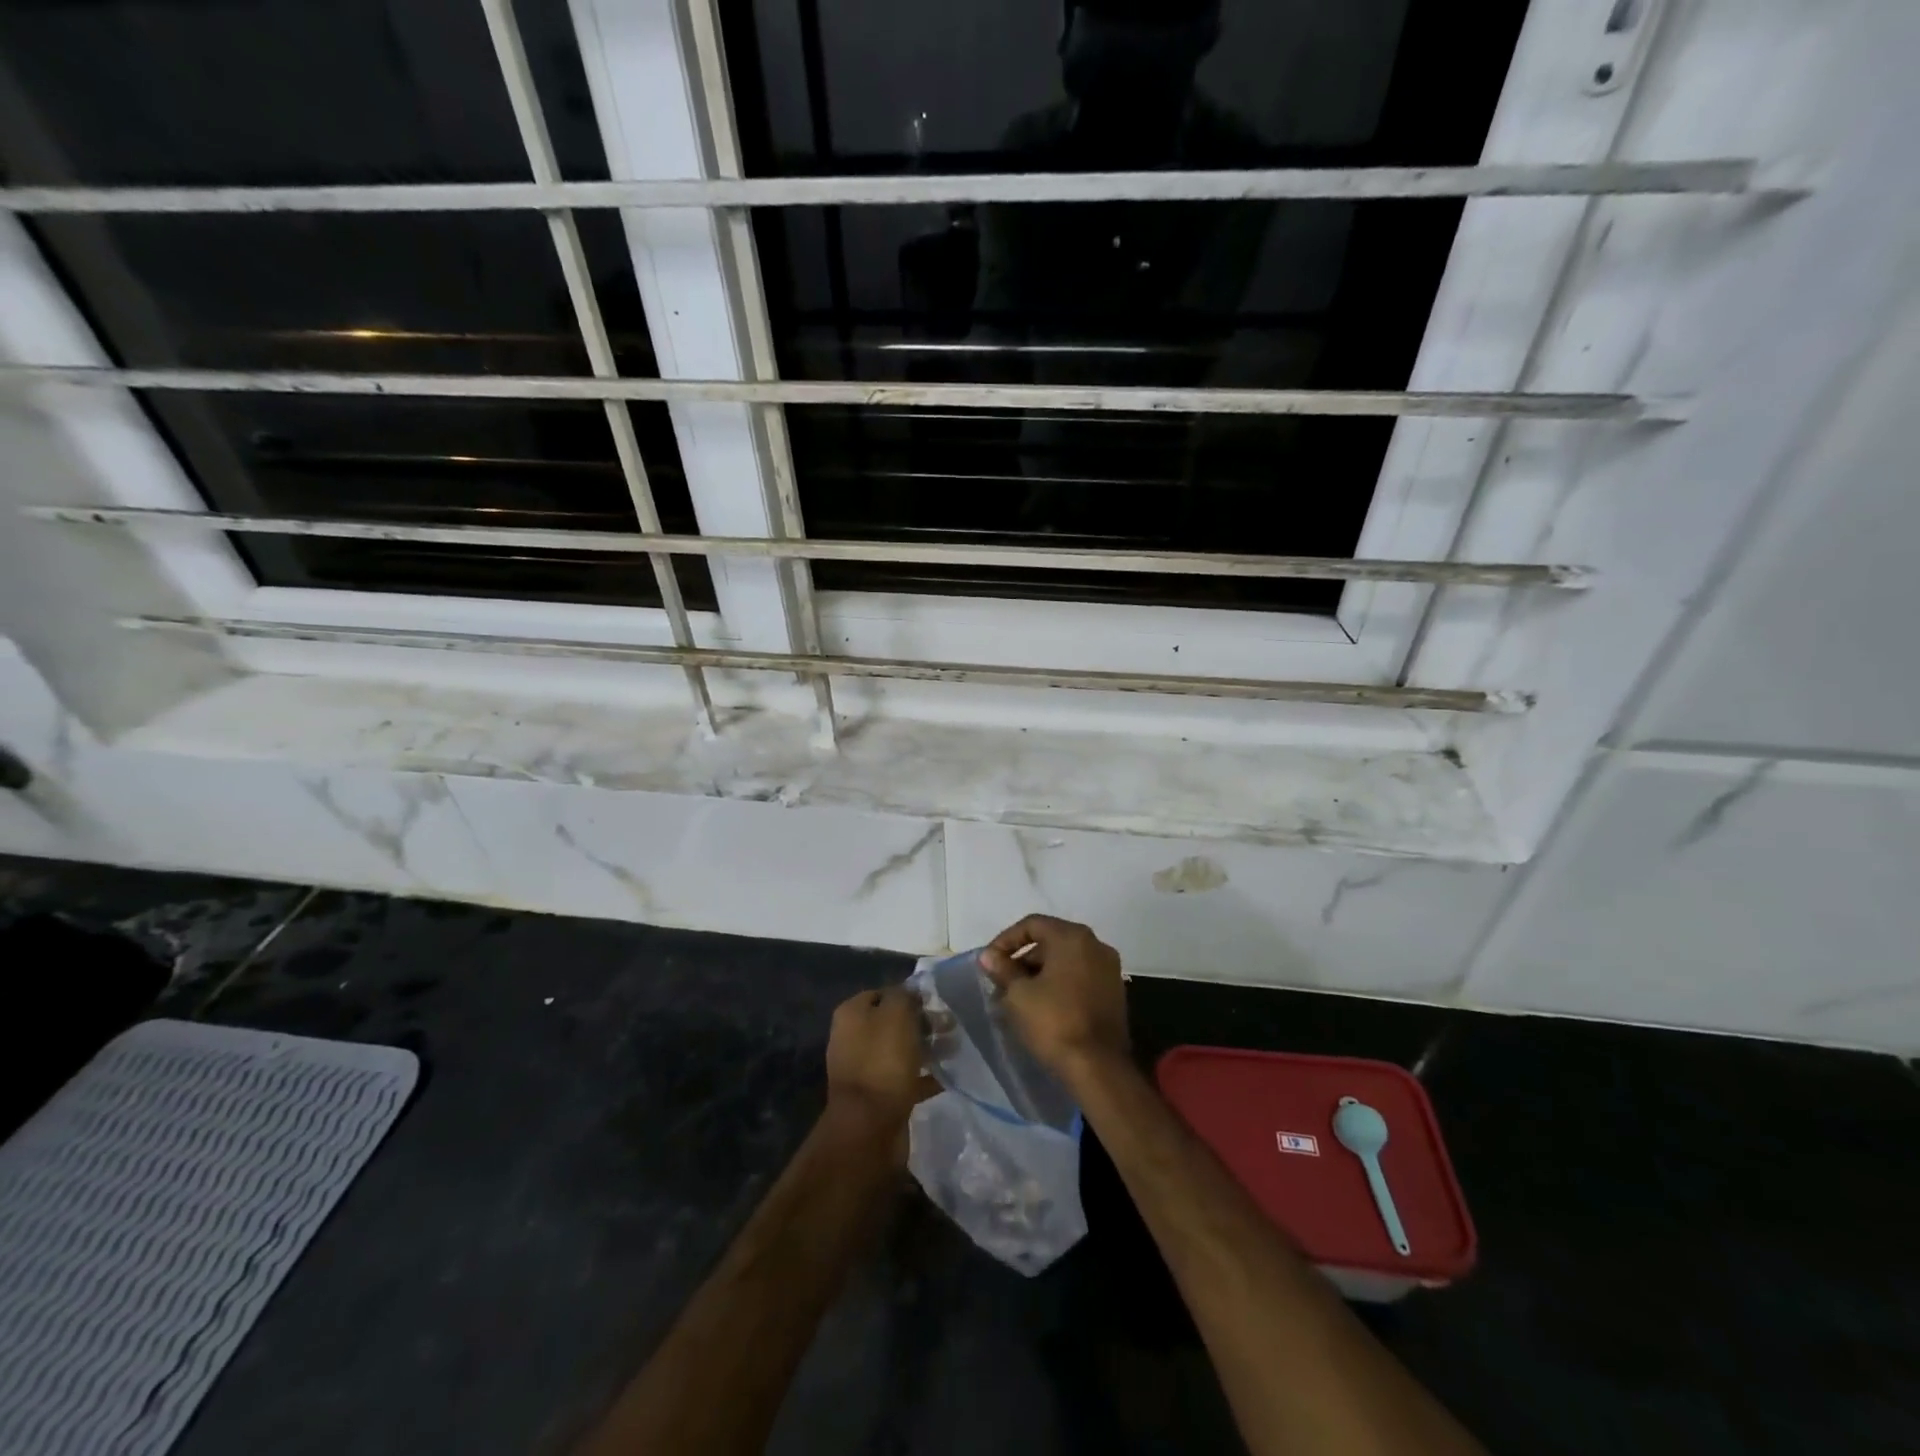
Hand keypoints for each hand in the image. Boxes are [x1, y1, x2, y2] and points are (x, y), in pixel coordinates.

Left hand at [824, 986, 935, 1132]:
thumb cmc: (882, 1060)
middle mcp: (853, 1038)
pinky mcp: (878, 1096)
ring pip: (901, 1050)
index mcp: (851, 1014)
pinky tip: (946, 1076)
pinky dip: (924, 1077)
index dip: (909, 996)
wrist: (869, 1126)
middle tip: (949, 1028)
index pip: (883, 993)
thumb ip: (905, 995)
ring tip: (953, 1050)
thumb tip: (911, 992)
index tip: (934, 1004)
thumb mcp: (896, 1014)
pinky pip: (905, 1079)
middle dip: (922, 1023)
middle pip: (892, 1022)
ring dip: (926, 1049)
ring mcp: (864, 1069)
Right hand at [978, 915, 1128, 1078]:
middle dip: (1022, 959)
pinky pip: (1080, 977)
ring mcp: (1109, 969)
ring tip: (1017, 998)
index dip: (1006, 940)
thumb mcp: (1019, 994)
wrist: (1098, 1068)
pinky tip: (1042, 1007)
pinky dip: (1059, 984)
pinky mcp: (1114, 993)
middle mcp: (1096, 945)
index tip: (990, 961)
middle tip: (1002, 982)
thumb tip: (989, 956)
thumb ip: (1003, 969)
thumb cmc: (1054, 1022)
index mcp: (1073, 937)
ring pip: (1066, 961)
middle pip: (1051, 941)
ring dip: (1040, 974)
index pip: (1032, 924)